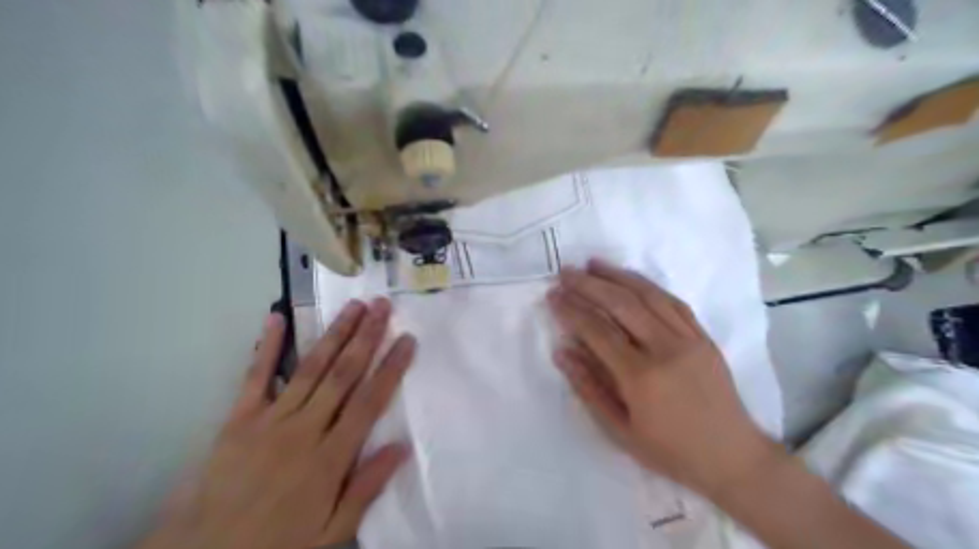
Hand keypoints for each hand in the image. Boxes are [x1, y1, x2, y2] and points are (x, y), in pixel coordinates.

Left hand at [139, 299, 413, 548]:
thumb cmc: (277, 544)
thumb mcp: (331, 533)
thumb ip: (366, 488)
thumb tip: (402, 446)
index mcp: (330, 458)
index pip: (370, 401)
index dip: (391, 368)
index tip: (407, 340)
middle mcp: (304, 429)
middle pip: (343, 374)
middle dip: (366, 337)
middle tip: (382, 306)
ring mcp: (270, 420)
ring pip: (311, 368)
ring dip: (335, 334)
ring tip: (353, 306)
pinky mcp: (239, 419)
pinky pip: (255, 377)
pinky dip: (268, 346)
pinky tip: (277, 317)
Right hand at [548, 261, 785, 501]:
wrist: (732, 457)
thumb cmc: (670, 450)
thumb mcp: (620, 430)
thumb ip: (588, 388)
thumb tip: (562, 351)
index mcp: (641, 377)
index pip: (597, 331)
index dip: (572, 310)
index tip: (553, 296)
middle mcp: (665, 349)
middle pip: (621, 304)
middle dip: (589, 284)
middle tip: (566, 272)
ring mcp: (688, 338)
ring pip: (648, 295)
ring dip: (617, 275)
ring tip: (593, 264)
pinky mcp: (703, 336)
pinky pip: (673, 301)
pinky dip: (648, 286)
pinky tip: (631, 278)